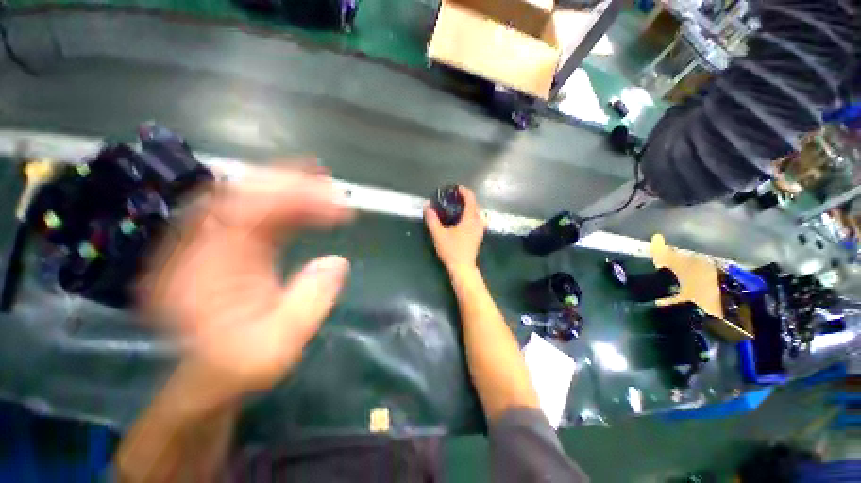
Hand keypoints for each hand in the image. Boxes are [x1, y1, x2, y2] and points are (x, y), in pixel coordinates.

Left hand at [140, 164, 351, 414]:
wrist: (214, 374)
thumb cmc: (242, 364)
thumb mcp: (279, 346)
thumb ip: (309, 303)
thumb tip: (338, 262)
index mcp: (201, 273)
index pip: (240, 214)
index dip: (289, 199)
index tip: (332, 201)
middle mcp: (198, 248)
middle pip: (240, 196)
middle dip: (289, 184)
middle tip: (329, 182)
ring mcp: (212, 244)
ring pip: (249, 200)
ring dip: (290, 189)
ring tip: (325, 185)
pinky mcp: (230, 246)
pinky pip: (257, 215)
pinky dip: (287, 205)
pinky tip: (311, 203)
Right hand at [424, 186, 485, 272]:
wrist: (463, 268)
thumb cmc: (452, 250)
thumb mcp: (439, 234)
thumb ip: (432, 220)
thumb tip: (427, 206)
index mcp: (470, 219)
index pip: (471, 200)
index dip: (465, 191)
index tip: (456, 188)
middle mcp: (478, 223)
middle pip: (476, 205)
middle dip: (467, 199)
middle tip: (455, 198)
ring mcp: (480, 230)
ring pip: (478, 214)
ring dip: (470, 208)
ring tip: (459, 208)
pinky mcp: (478, 236)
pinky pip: (477, 221)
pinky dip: (471, 216)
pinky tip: (462, 221)